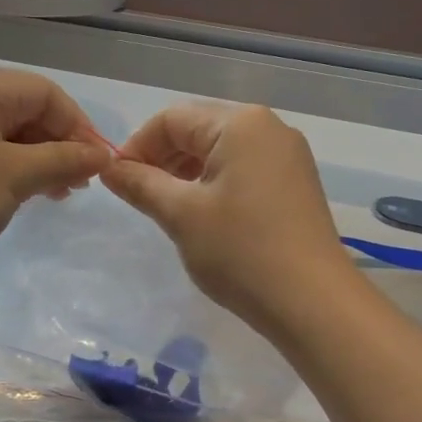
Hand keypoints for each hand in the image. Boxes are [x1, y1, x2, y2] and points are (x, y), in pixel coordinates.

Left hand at [0, 67, 112, 284]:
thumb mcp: (15, 177)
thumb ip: (63, 160)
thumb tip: (103, 155)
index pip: (45, 92)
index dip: (78, 126)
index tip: (98, 165)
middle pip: (26, 108)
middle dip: (59, 144)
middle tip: (80, 184)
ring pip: (7, 132)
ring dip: (39, 159)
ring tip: (59, 193)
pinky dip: (12, 167)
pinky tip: (27, 193)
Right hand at [100, 103, 354, 331]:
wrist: (313, 302)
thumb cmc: (240, 251)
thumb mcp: (180, 215)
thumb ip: (140, 184)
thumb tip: (109, 168)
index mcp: (240, 124)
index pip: (172, 119)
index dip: (137, 146)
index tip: (117, 182)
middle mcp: (268, 128)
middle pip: (198, 129)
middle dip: (162, 158)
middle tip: (139, 196)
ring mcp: (288, 156)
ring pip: (222, 151)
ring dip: (187, 172)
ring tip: (167, 208)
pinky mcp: (296, 183)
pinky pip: (245, 169)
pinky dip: (216, 184)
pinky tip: (204, 216)